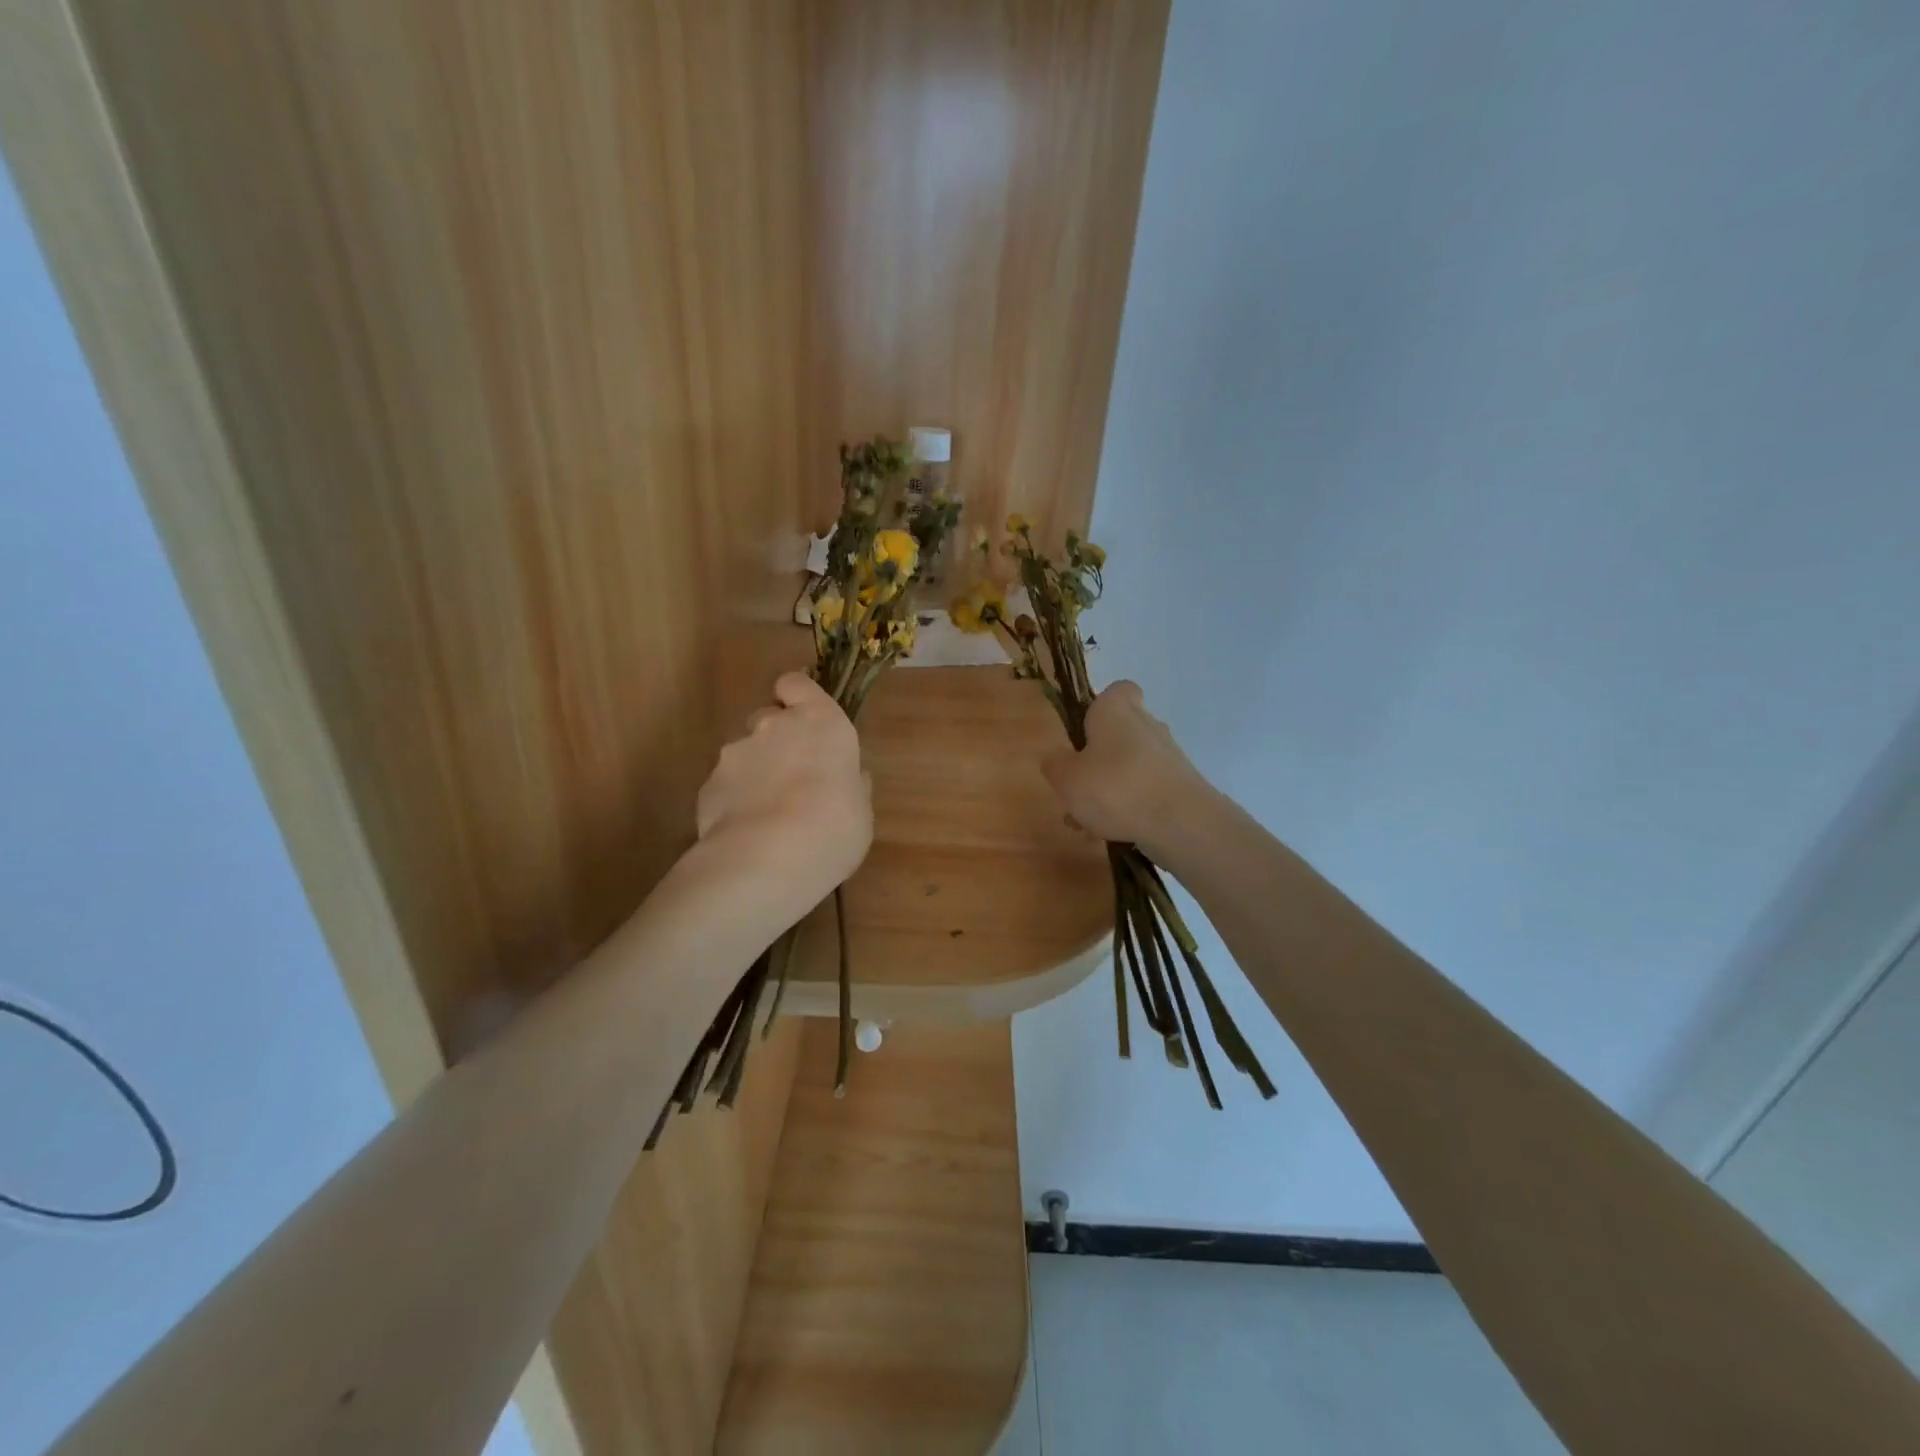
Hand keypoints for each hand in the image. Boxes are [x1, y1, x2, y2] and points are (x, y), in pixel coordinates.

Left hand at [695, 672, 872, 911]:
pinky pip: (725, 785)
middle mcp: (773, 726)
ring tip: (766, 814)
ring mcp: (735, 754)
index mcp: (819, 722)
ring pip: (743, 752)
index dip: (797, 697)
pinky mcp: (708, 785)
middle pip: (768, 717)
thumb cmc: (834, 828)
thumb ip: (851, 785)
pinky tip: (746, 832)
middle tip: (791, 777)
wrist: (767, 860)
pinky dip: (733, 800)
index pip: (796, 684)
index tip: (803, 718)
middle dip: (776, 739)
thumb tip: (848, 778)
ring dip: (754, 771)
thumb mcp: (860, 810)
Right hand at [1041, 680, 1212, 853]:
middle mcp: (1146, 725)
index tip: (1085, 730)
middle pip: (1121, 733)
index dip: (1101, 706)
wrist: (1179, 823)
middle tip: (1077, 787)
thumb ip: (1056, 765)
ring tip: (1087, 823)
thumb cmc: (1114, 787)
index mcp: (1116, 710)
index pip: (1118, 690)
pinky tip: (1112, 834)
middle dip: (1099, 759)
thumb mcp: (1066, 778)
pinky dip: (1130, 808)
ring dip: (1110, 790)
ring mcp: (1168, 756)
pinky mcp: (1181, 785)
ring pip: (1130, 767)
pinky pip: (1146, 791)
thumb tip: (1057, 759)